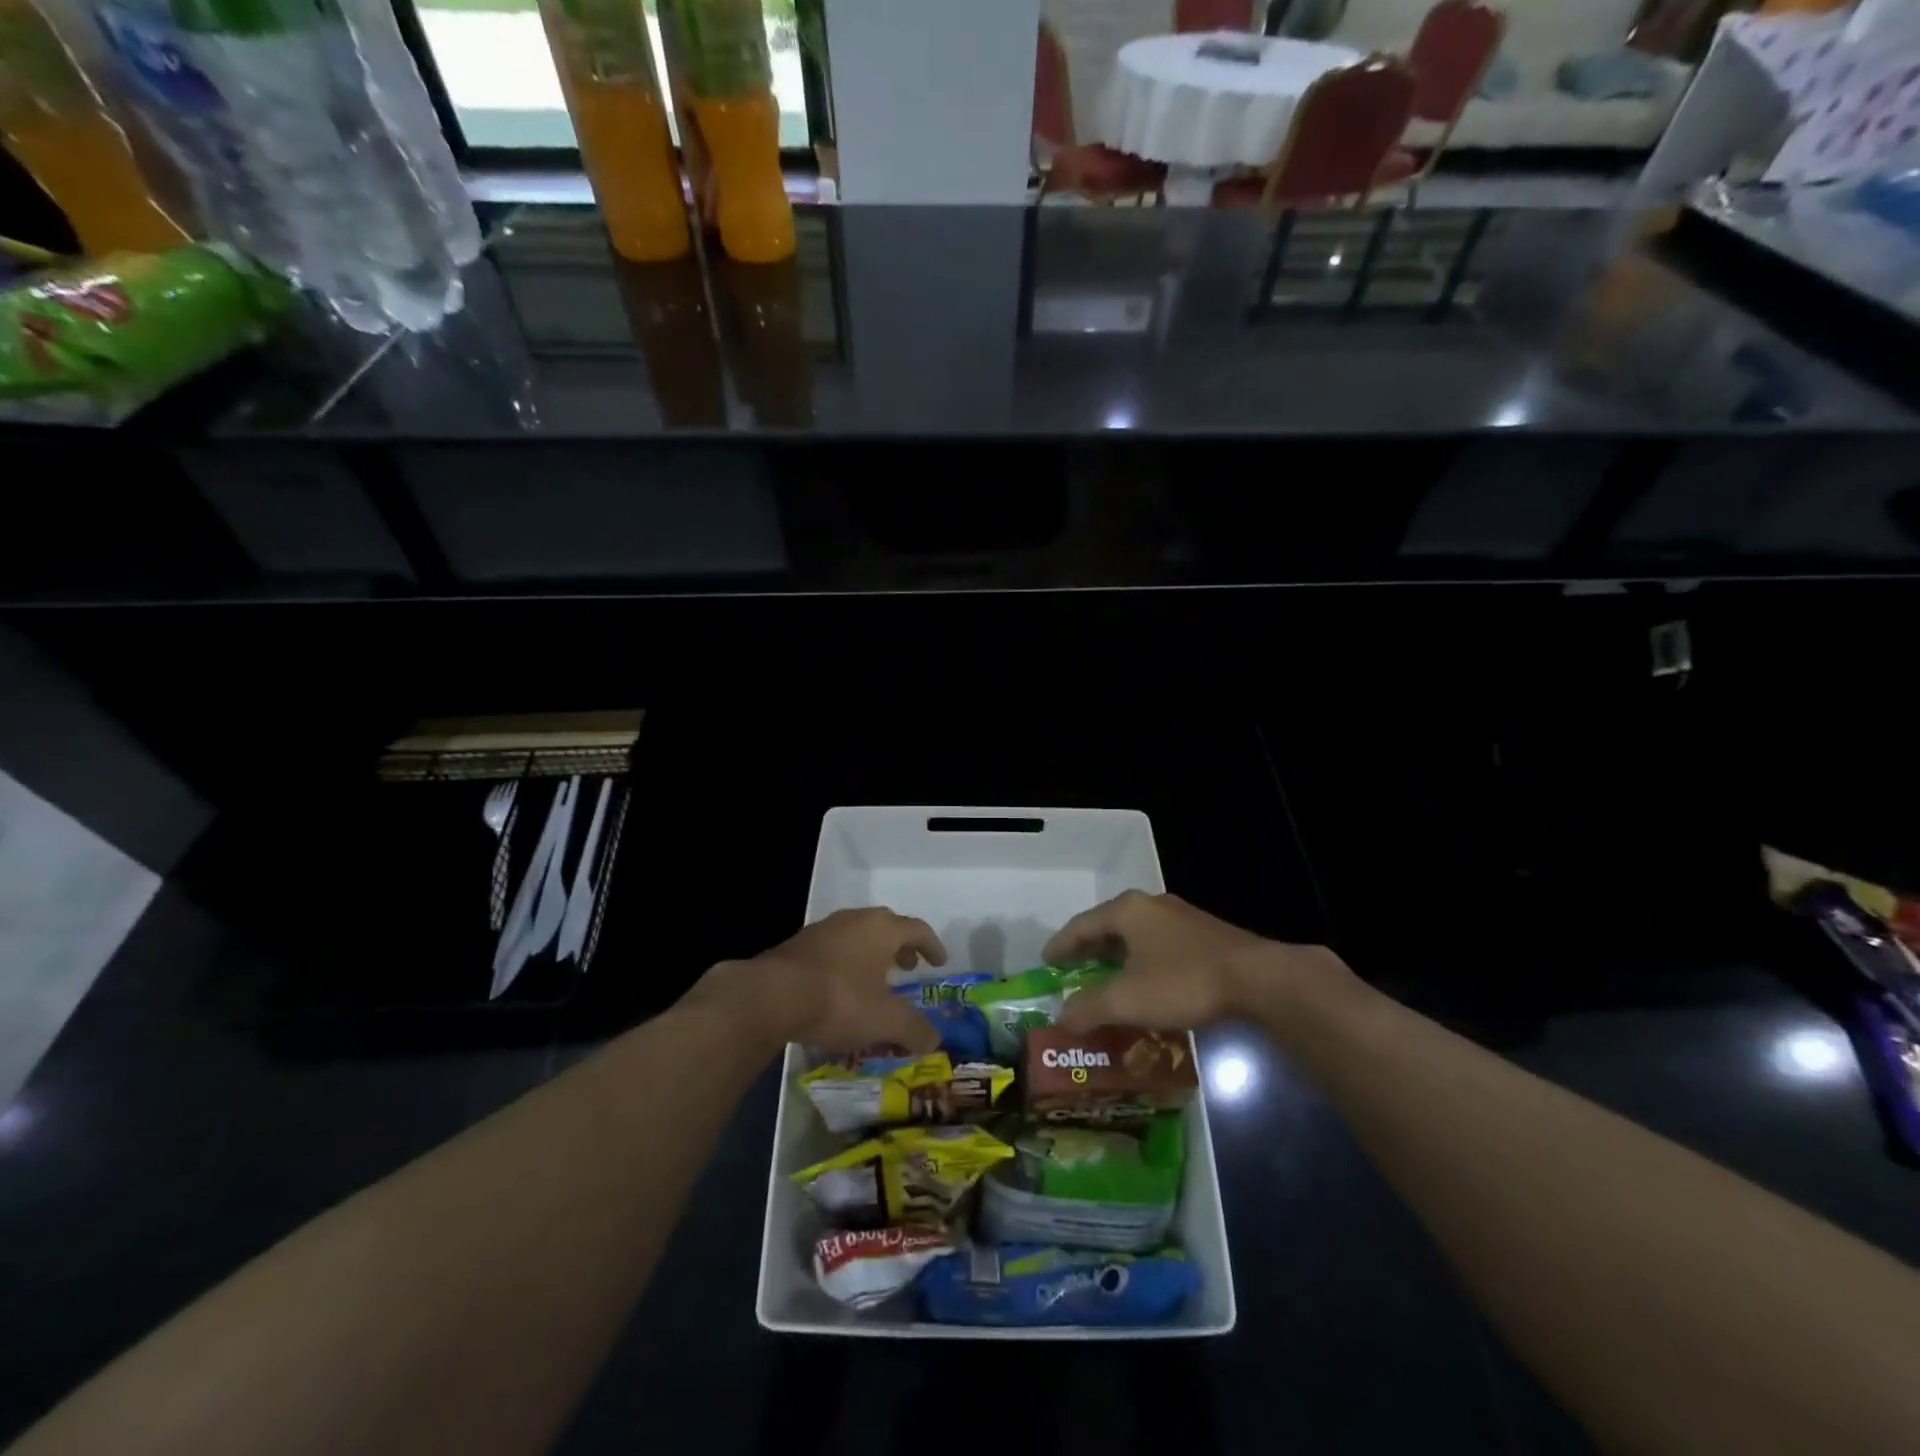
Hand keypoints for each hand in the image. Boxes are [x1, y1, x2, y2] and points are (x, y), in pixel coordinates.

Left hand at [692, 908, 947, 1054]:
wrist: (771, 995)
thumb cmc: (840, 1000)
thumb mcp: (885, 1021)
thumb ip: (914, 1030)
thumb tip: (935, 1040)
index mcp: (882, 929)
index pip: (917, 929)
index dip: (932, 946)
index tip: (940, 962)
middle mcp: (855, 920)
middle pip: (886, 927)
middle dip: (900, 947)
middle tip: (908, 967)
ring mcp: (824, 929)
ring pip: (857, 936)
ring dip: (871, 954)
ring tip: (874, 980)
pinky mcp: (798, 945)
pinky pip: (833, 949)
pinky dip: (845, 964)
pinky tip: (839, 989)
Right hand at [1044, 891, 1324, 1031]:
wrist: (1257, 979)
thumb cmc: (1183, 981)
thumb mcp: (1127, 999)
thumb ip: (1089, 1008)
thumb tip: (1061, 1017)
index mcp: (1126, 910)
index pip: (1080, 925)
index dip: (1060, 945)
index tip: (1046, 962)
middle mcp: (1150, 905)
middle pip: (1107, 926)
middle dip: (1088, 950)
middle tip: (1071, 971)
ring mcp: (1179, 917)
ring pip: (1135, 935)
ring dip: (1116, 956)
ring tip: (1105, 979)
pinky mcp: (1203, 934)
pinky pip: (1157, 944)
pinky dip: (1140, 961)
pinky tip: (1145, 983)